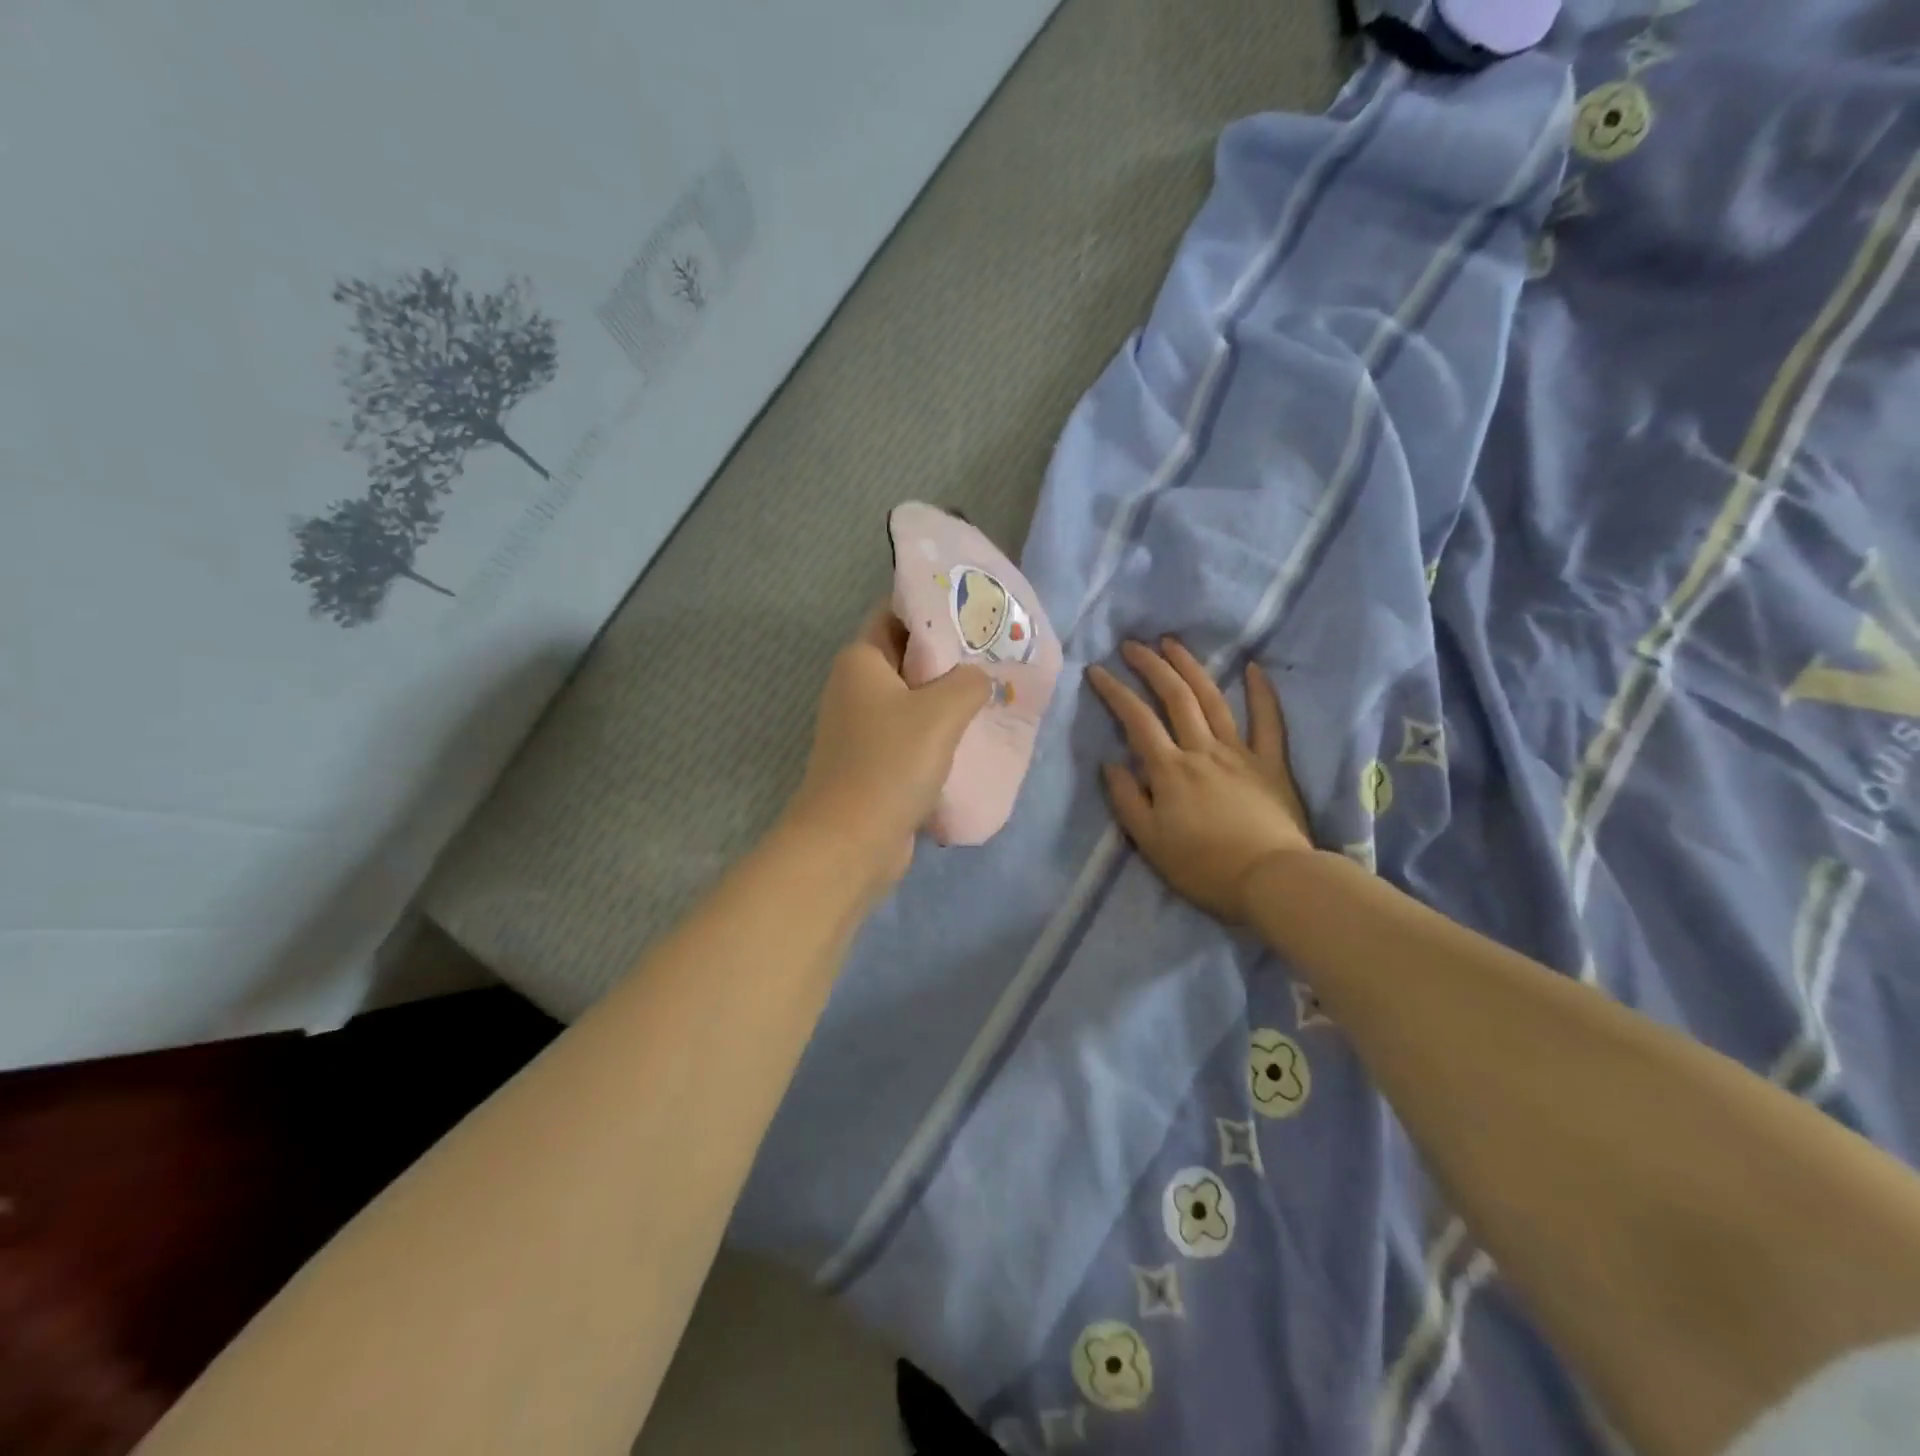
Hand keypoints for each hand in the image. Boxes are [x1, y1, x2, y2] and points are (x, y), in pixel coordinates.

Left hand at [784, 607, 992, 894]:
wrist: (849, 842)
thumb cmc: (890, 763)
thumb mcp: (941, 711)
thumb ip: (969, 681)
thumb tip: (979, 679)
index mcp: (861, 660)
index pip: (897, 612)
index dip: (936, 606)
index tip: (978, 607)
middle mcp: (856, 686)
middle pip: (909, 655)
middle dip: (951, 654)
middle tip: (998, 650)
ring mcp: (863, 727)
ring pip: (914, 698)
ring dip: (949, 696)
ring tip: (995, 689)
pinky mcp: (874, 761)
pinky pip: (912, 732)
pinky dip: (940, 730)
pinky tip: (975, 734)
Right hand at [1088, 638, 1313, 923]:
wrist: (1271, 880)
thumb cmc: (1203, 867)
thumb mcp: (1150, 842)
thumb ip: (1127, 800)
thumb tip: (1110, 763)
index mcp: (1170, 770)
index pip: (1136, 720)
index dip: (1115, 691)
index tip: (1096, 669)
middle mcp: (1202, 750)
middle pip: (1175, 698)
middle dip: (1151, 666)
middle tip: (1133, 644)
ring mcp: (1240, 753)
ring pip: (1213, 700)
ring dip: (1191, 668)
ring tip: (1173, 643)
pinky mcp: (1271, 764)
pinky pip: (1268, 722)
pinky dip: (1261, 693)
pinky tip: (1253, 667)